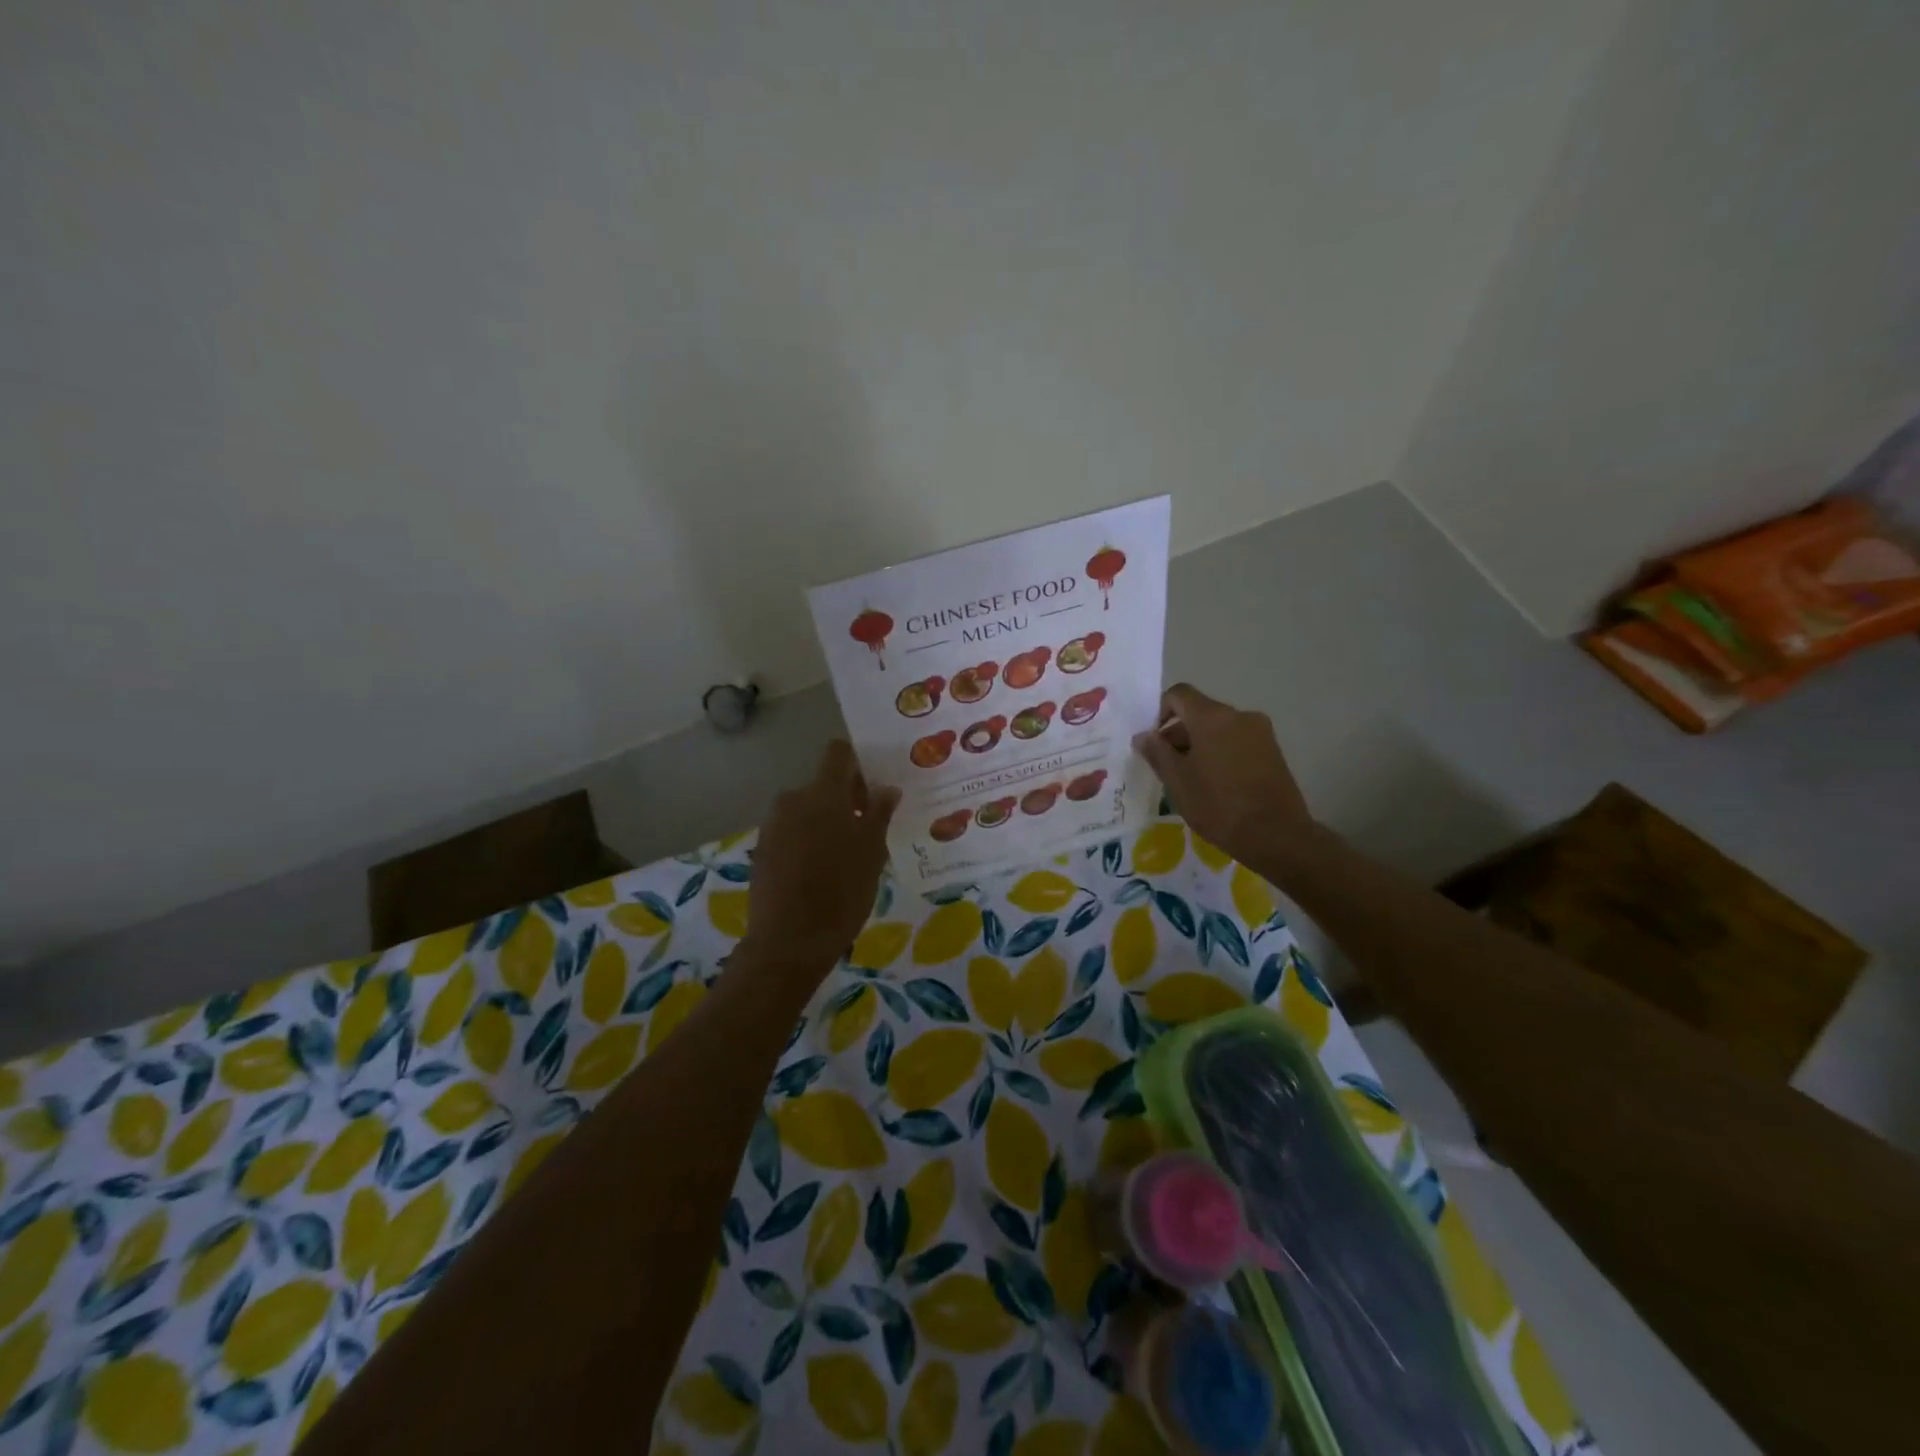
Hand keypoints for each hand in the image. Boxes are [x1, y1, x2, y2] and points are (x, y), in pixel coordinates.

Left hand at [738, 741, 899, 978]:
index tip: (873, 788)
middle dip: (845, 799)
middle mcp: (793, 799)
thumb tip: (888, 788)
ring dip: (826, 821)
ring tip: (845, 855)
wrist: (789, 941)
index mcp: (823, 793)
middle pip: (823, 784)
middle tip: (867, 829)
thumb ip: (879, 813)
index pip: (838, 753)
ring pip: (807, 809)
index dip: (857, 763)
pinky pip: (791, 831)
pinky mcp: (762, 848)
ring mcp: (773, 824)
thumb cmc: (841, 892)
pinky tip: (821, 871)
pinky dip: (807, 840)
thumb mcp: (872, 852)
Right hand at [1133, 683, 1313, 869]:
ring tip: (1190, 779)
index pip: (1179, 694)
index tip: (1154, 742)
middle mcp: (1239, 715)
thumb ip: (1157, 752)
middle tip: (1166, 767)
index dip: (1160, 712)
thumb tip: (1143, 736)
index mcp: (1212, 717)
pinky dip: (1220, 753)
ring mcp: (1260, 732)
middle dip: (1178, 734)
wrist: (1277, 835)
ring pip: (1218, 728)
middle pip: (1199, 712)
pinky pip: (1236, 741)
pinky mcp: (1272, 751)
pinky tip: (1215, 784)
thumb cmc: (1218, 805)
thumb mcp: (1177, 781)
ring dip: (1199, 745)